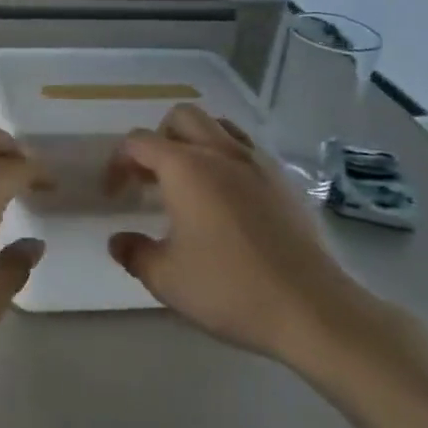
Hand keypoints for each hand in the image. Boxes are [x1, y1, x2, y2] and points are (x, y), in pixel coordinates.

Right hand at [107, 105, 379, 365]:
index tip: (115, 196)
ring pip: (218, 126)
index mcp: (186, 168)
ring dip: (195, 142)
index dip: (118, 163)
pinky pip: (246, 149)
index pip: (139, 142)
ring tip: (187, 181)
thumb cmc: (230, 289)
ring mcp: (258, 163)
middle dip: (158, 139)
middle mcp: (221, 153)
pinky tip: (226, 198)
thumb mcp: (166, 278)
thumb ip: (134, 252)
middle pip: (181, 117)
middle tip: (150, 178)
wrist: (312, 309)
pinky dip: (226, 158)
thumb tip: (118, 241)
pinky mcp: (284, 181)